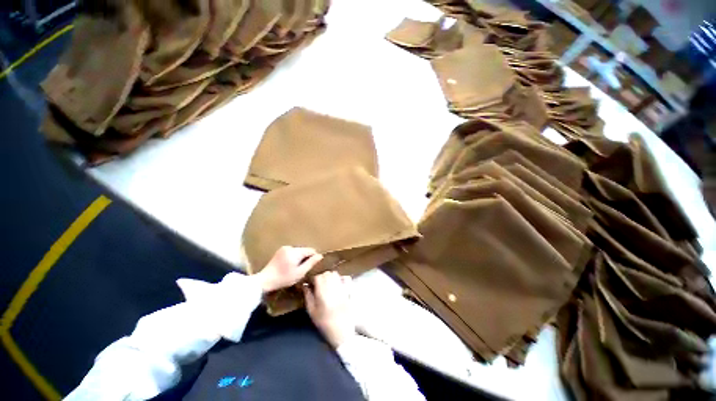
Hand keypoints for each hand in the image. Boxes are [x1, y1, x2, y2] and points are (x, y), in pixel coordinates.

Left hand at [256, 246, 322, 292]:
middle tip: (303, 268)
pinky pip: (291, 252)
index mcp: (295, 252)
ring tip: (295, 268)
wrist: (265, 281)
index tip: (312, 266)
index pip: (310, 250)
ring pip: (298, 251)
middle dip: (305, 258)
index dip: (313, 257)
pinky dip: (293, 257)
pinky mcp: (279, 251)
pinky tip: (289, 266)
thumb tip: (320, 256)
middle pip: (304, 250)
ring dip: (299, 257)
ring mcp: (284, 248)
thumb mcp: (300, 273)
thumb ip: (311, 263)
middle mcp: (290, 247)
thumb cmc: (284, 278)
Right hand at [304, 271, 355, 348]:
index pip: (318, 277)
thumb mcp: (312, 312)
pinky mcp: (349, 290)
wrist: (342, 331)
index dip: (313, 278)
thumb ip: (308, 296)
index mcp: (323, 292)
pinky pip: (346, 278)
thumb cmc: (324, 323)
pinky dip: (341, 278)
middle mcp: (333, 287)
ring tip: (327, 284)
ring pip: (335, 274)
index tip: (310, 283)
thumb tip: (305, 285)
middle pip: (327, 273)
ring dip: (330, 276)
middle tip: (318, 284)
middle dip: (321, 276)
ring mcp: (342, 287)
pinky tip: (338, 284)